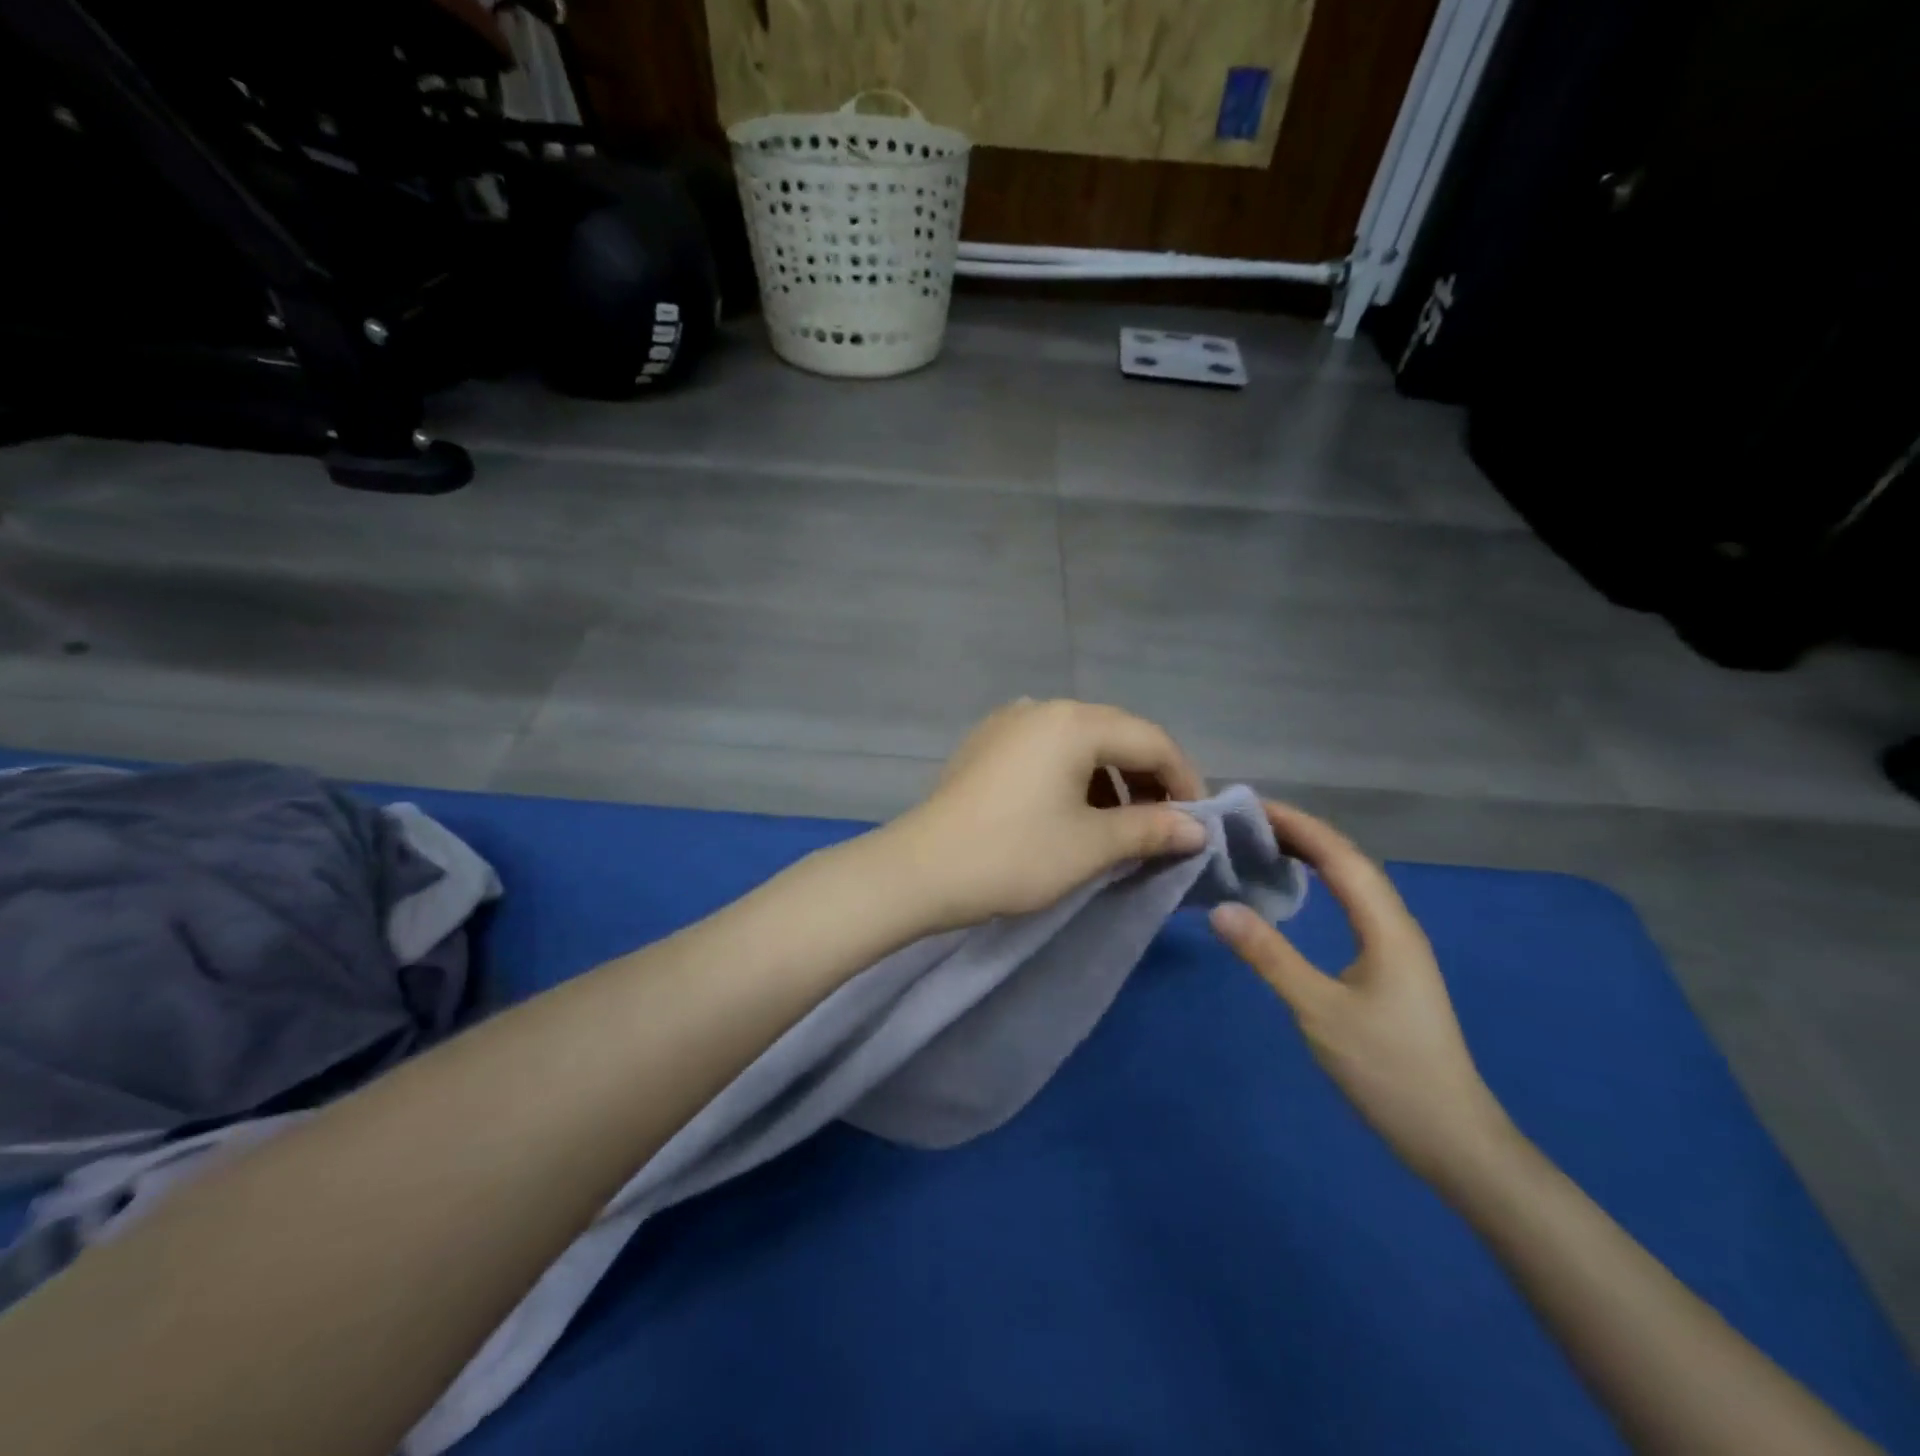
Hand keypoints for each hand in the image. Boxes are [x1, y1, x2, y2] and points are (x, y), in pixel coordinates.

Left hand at [888, 699, 1208, 930]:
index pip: (1151, 741)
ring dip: (1111, 779)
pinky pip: (1047, 751)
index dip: (1185, 780)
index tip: (1201, 823)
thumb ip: (1152, 828)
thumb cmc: (1014, 855)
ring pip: (1080, 743)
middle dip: (1149, 778)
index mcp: (1074, 722)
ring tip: (1124, 823)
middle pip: (1116, 735)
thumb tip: (1197, 828)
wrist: (920, 871)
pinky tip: (1075, 811)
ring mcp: (1008, 723)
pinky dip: (1074, 777)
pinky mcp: (985, 745)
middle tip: (1167, 824)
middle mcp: (1042, 709)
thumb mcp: (1092, 845)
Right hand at [1209, 802, 1516, 1189]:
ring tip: (1263, 843)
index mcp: (1387, 927)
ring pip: (1353, 882)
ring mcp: (1396, 947)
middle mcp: (1396, 925)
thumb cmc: (1388, 1071)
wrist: (1452, 1137)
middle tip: (1245, 821)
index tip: (1250, 807)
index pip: (1340, 857)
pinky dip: (1321, 883)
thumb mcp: (1320, 1012)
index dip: (1297, 825)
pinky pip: (1352, 905)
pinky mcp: (1390, 967)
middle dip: (1301, 832)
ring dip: (1312, 854)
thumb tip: (1221, 909)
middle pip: (1349, 861)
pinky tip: (1297, 890)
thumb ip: (1271, 957)